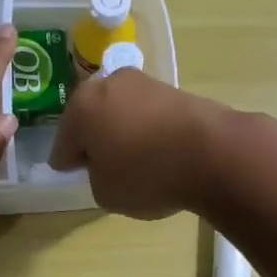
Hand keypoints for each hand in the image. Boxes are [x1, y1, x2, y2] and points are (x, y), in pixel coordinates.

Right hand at [49, 69, 234, 219]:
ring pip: (122, 114)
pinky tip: (159, 154)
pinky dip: (149, 132)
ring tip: (135, 163)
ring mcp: (146, 83)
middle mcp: (110, 84)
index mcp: (81, 106)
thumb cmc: (146, 174)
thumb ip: (96, 177)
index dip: (68, 164)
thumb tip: (108, 165)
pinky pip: (150, 117)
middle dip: (95, 140)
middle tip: (103, 168)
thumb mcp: (105, 193)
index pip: (63, 143)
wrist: (213, 153)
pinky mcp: (176, 91)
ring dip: (123, 134)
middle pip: (92, 119)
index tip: (75, 177)